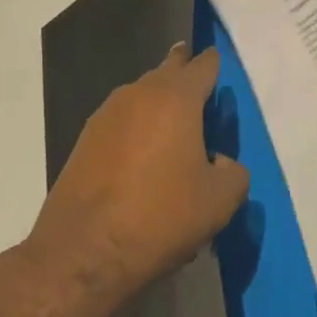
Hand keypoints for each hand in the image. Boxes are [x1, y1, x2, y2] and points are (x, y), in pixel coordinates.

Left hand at [26, 44, 248, 303]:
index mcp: (177, 97)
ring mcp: (108, 113)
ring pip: (143, 95)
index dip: (216, 66)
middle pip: (169, 69)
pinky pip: (123, 121)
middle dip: (185, 75)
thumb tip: (220, 162)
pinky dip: (137, 130)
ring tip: (174, 134)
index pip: (204, 64)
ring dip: (160, 105)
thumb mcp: (219, 201)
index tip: (224, 77)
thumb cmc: (160, 216)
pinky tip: (143, 162)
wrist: (82, 252)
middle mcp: (140, 92)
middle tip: (200, 95)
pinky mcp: (85, 139)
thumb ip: (234, 172)